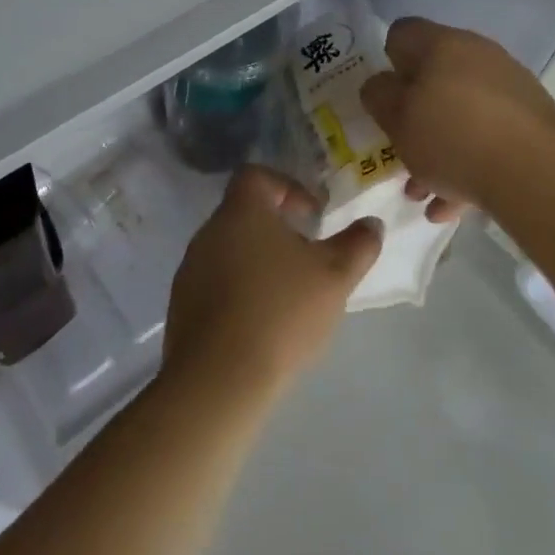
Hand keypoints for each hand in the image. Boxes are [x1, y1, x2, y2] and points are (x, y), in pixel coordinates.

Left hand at [162, 166, 382, 404]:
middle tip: (308, 259)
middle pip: (245, 214)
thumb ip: (358, 244)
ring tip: (289, 297)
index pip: (256, 175)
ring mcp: (190, 270)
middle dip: (278, 231)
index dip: (288, 187)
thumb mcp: (335, 276)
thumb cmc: (281, 312)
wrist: (218, 379)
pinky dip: (240, 293)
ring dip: (259, 264)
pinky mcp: (182, 307)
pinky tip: (262, 325)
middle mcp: (209, 231)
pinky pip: (216, 285)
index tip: (312, 217)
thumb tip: (372, 224)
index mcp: (241, 211)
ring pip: (230, 251)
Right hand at [360, 18, 554, 219]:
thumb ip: (379, 97)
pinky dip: (469, 164)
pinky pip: (488, 137)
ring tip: (423, 191)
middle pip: (434, 77)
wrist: (538, 175)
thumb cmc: (453, 138)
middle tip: (400, 148)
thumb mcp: (397, 121)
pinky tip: (453, 205)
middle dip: (414, 115)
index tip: (383, 98)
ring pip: (461, 112)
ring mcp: (510, 87)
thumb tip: (380, 84)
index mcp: (442, 44)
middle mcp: (479, 55)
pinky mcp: (533, 121)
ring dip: (439, 147)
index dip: (386, 61)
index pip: (402, 33)